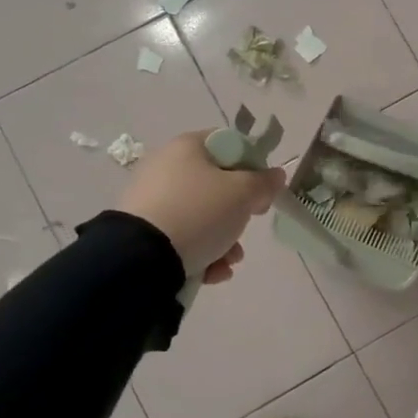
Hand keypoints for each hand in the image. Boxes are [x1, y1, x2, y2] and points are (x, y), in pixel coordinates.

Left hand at [116, 131, 285, 285]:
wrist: (141, 257)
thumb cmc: (199, 212)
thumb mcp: (243, 193)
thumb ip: (265, 182)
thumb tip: (275, 175)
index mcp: (187, 147)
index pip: (229, 145)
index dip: (253, 166)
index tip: (262, 190)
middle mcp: (166, 167)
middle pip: (217, 185)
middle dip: (238, 212)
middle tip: (248, 224)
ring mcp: (152, 200)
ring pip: (202, 216)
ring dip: (224, 240)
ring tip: (230, 260)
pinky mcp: (144, 231)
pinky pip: (183, 237)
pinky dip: (202, 253)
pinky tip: (212, 271)